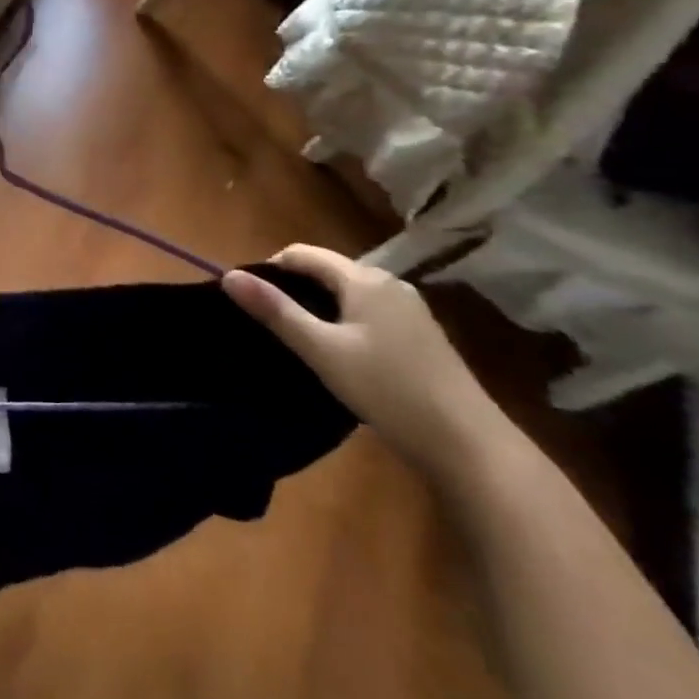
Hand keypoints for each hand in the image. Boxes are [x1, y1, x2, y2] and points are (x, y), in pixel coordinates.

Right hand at [223, 245, 509, 478]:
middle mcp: (389, 283)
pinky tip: (340, 355)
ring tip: (299, 341)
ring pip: (347, 293)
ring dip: (318, 307)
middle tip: (270, 325)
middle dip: (293, 289)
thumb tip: (228, 276)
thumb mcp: (321, 350)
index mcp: (364, 279)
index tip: (251, 302)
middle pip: (326, 270)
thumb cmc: (388, 389)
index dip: (269, 270)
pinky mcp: (420, 335)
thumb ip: (275, 311)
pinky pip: (367, 312)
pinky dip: (343, 322)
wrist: (469, 444)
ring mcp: (409, 309)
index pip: (301, 253)